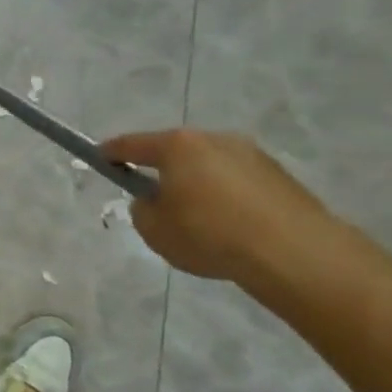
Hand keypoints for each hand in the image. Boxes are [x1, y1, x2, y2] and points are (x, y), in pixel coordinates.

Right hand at [100, 129, 335, 280]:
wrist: (291, 251)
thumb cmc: (209, 235)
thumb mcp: (154, 230)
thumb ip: (144, 209)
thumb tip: (156, 200)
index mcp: (179, 147)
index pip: (133, 144)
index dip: (112, 152)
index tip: (100, 157)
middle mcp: (216, 140)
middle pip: (176, 152)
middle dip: (162, 170)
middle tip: (154, 199)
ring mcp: (252, 154)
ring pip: (209, 166)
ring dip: (197, 184)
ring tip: (197, 221)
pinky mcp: (278, 175)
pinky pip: (237, 182)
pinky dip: (225, 197)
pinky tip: (228, 227)